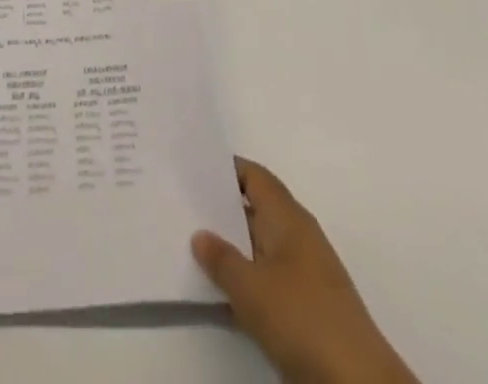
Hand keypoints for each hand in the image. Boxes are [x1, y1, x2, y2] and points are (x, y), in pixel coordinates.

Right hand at [192, 157, 417, 383]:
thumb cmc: (302, 317)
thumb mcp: (251, 288)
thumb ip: (221, 259)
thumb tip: (199, 234)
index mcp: (288, 216)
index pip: (254, 176)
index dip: (225, 170)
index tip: (193, 169)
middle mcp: (297, 236)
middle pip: (254, 211)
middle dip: (221, 211)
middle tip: (182, 208)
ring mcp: (303, 274)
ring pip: (258, 249)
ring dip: (231, 251)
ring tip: (191, 249)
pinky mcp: (305, 309)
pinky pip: (266, 282)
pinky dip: (245, 283)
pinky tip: (218, 296)